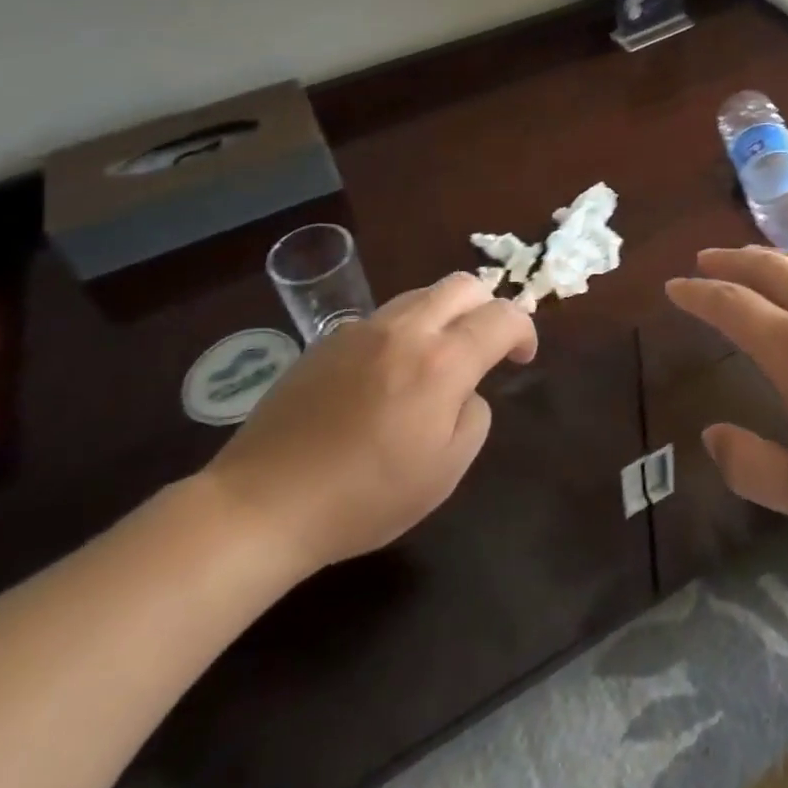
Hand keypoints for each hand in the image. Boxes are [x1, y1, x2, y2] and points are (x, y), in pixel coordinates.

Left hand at [203, 272, 536, 576]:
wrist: (263, 503)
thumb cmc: (364, 497)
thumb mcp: (445, 471)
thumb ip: (474, 416)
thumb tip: (465, 390)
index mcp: (442, 362)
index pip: (502, 316)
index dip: (524, 331)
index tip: (521, 358)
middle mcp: (406, 330)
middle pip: (463, 285)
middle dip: (487, 307)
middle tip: (486, 346)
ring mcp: (362, 329)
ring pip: (422, 294)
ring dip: (446, 315)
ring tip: (438, 359)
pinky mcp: (327, 340)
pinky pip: (383, 317)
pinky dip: (405, 331)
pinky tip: (388, 375)